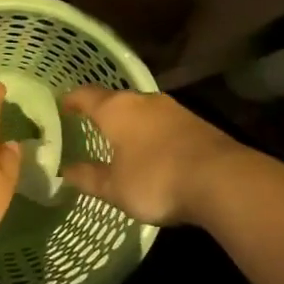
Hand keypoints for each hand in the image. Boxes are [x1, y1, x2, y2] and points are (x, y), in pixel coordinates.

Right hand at [60, 87, 243, 226]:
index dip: (72, 99)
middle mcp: (142, 100)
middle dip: (102, 110)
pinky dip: (151, 131)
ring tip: (119, 136)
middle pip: (115, 99)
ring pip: (141, 108)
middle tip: (89, 123)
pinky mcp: (194, 122)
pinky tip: (151, 148)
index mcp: (116, 109)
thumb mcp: (115, 188)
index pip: (86, 95)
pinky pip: (162, 121)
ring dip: (129, 120)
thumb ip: (88, 177)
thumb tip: (64, 171)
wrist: (221, 179)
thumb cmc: (156, 180)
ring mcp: (172, 108)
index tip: (62, 104)